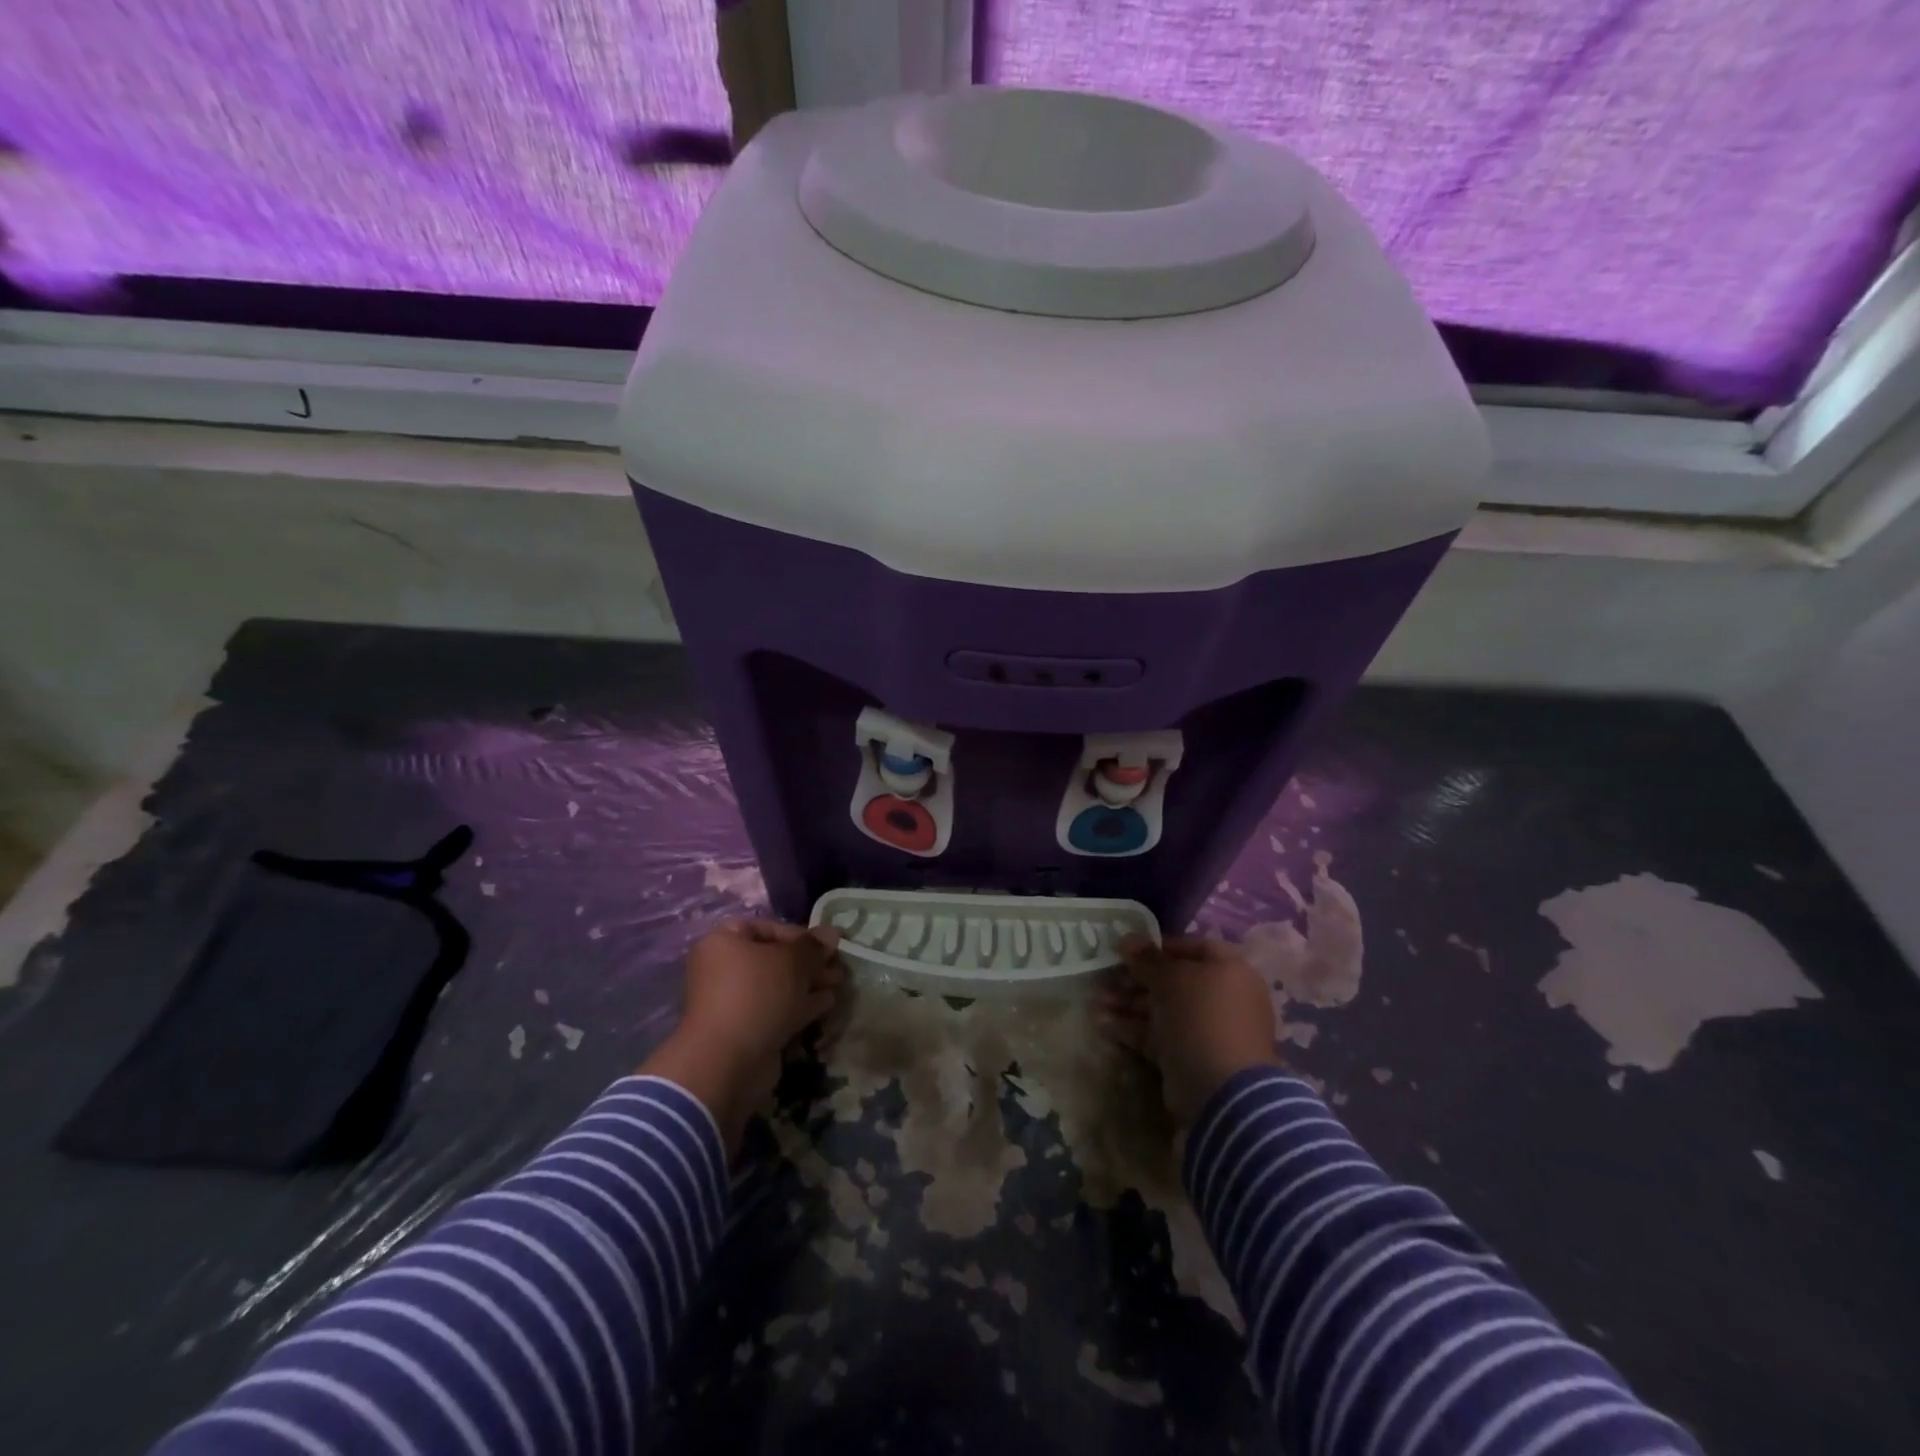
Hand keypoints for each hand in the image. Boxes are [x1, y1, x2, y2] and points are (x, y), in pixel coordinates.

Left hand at [641, 920, 844, 1152]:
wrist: (728, 1061)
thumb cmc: (757, 994)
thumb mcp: (792, 961)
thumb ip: (814, 946)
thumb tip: (832, 932)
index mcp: (723, 942)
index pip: (766, 927)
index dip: (799, 933)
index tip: (825, 944)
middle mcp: (724, 968)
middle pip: (774, 957)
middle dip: (808, 961)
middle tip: (837, 965)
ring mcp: (733, 1001)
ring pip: (778, 985)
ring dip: (808, 983)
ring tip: (838, 983)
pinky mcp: (745, 1029)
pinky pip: (777, 1009)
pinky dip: (800, 1004)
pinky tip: (827, 1003)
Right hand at [1092, 933, 1281, 1125]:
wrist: (1221, 1091)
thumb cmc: (1200, 1018)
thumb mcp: (1170, 979)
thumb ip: (1146, 958)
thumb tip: (1127, 937)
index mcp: (1229, 971)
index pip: (1192, 947)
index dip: (1159, 946)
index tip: (1128, 950)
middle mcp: (1222, 998)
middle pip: (1173, 980)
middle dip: (1135, 979)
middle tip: (1104, 977)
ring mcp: (1206, 1030)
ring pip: (1162, 1009)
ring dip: (1127, 1003)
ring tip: (1094, 1002)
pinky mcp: (1189, 1057)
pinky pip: (1158, 1036)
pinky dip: (1132, 1029)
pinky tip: (1102, 1024)